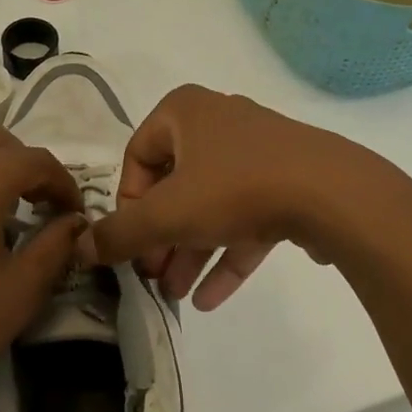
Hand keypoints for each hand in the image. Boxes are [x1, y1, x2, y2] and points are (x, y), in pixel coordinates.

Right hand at [79, 85, 373, 310]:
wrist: (332, 193)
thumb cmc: (235, 188)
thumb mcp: (167, 214)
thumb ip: (120, 232)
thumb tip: (80, 247)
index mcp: (185, 112)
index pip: (138, 156)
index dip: (128, 204)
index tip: (130, 243)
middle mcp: (219, 123)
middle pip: (175, 185)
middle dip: (161, 237)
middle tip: (152, 276)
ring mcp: (258, 152)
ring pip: (211, 205)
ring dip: (189, 251)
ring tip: (174, 296)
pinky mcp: (287, 182)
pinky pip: (247, 218)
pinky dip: (227, 253)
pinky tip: (210, 299)